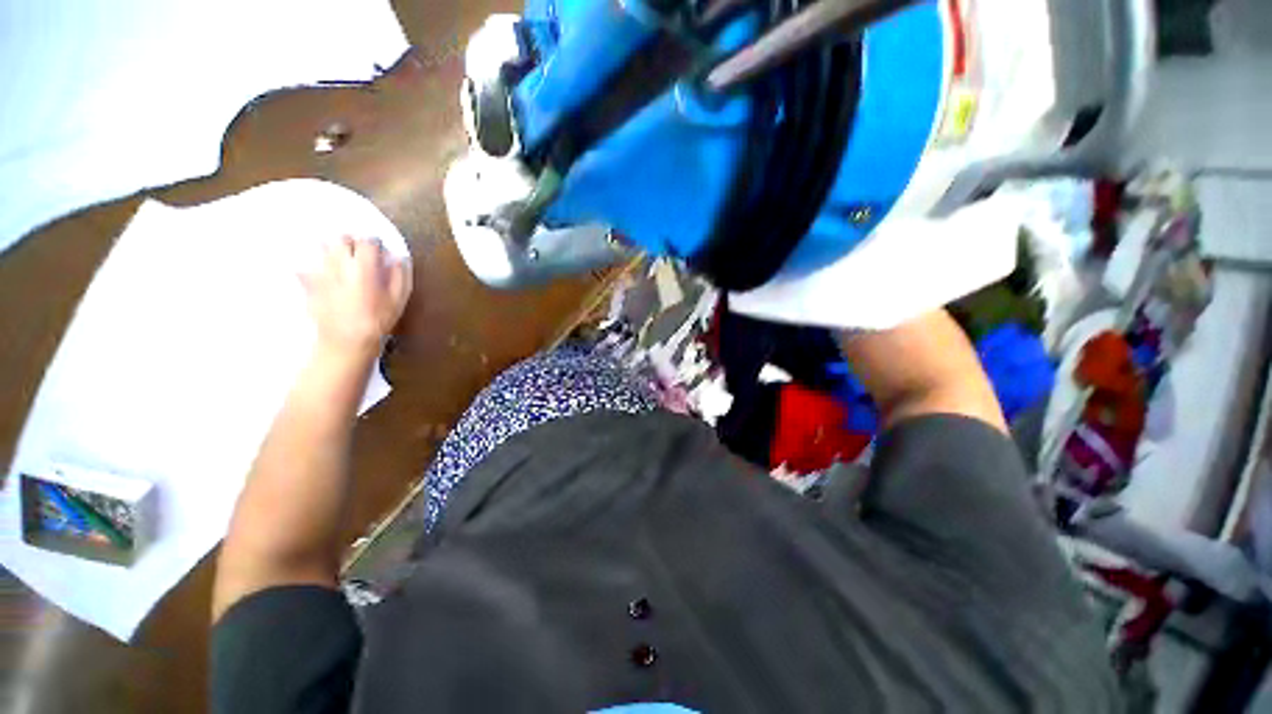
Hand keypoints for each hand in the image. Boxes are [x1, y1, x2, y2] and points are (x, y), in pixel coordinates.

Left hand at [300, 236, 411, 360]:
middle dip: (352, 242)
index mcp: (364, 266)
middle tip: (360, 253)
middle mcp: (339, 264)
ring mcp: (320, 272)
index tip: (380, 251)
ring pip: (322, 247)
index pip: (368, 241)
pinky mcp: (307, 283)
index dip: (375, 244)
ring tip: (342, 261)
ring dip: (333, 250)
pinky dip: (312, 265)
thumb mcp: (399, 300)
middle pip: (341, 238)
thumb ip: (400, 275)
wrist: (346, 341)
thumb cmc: (378, 321)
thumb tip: (397, 258)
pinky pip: (305, 265)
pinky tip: (322, 274)